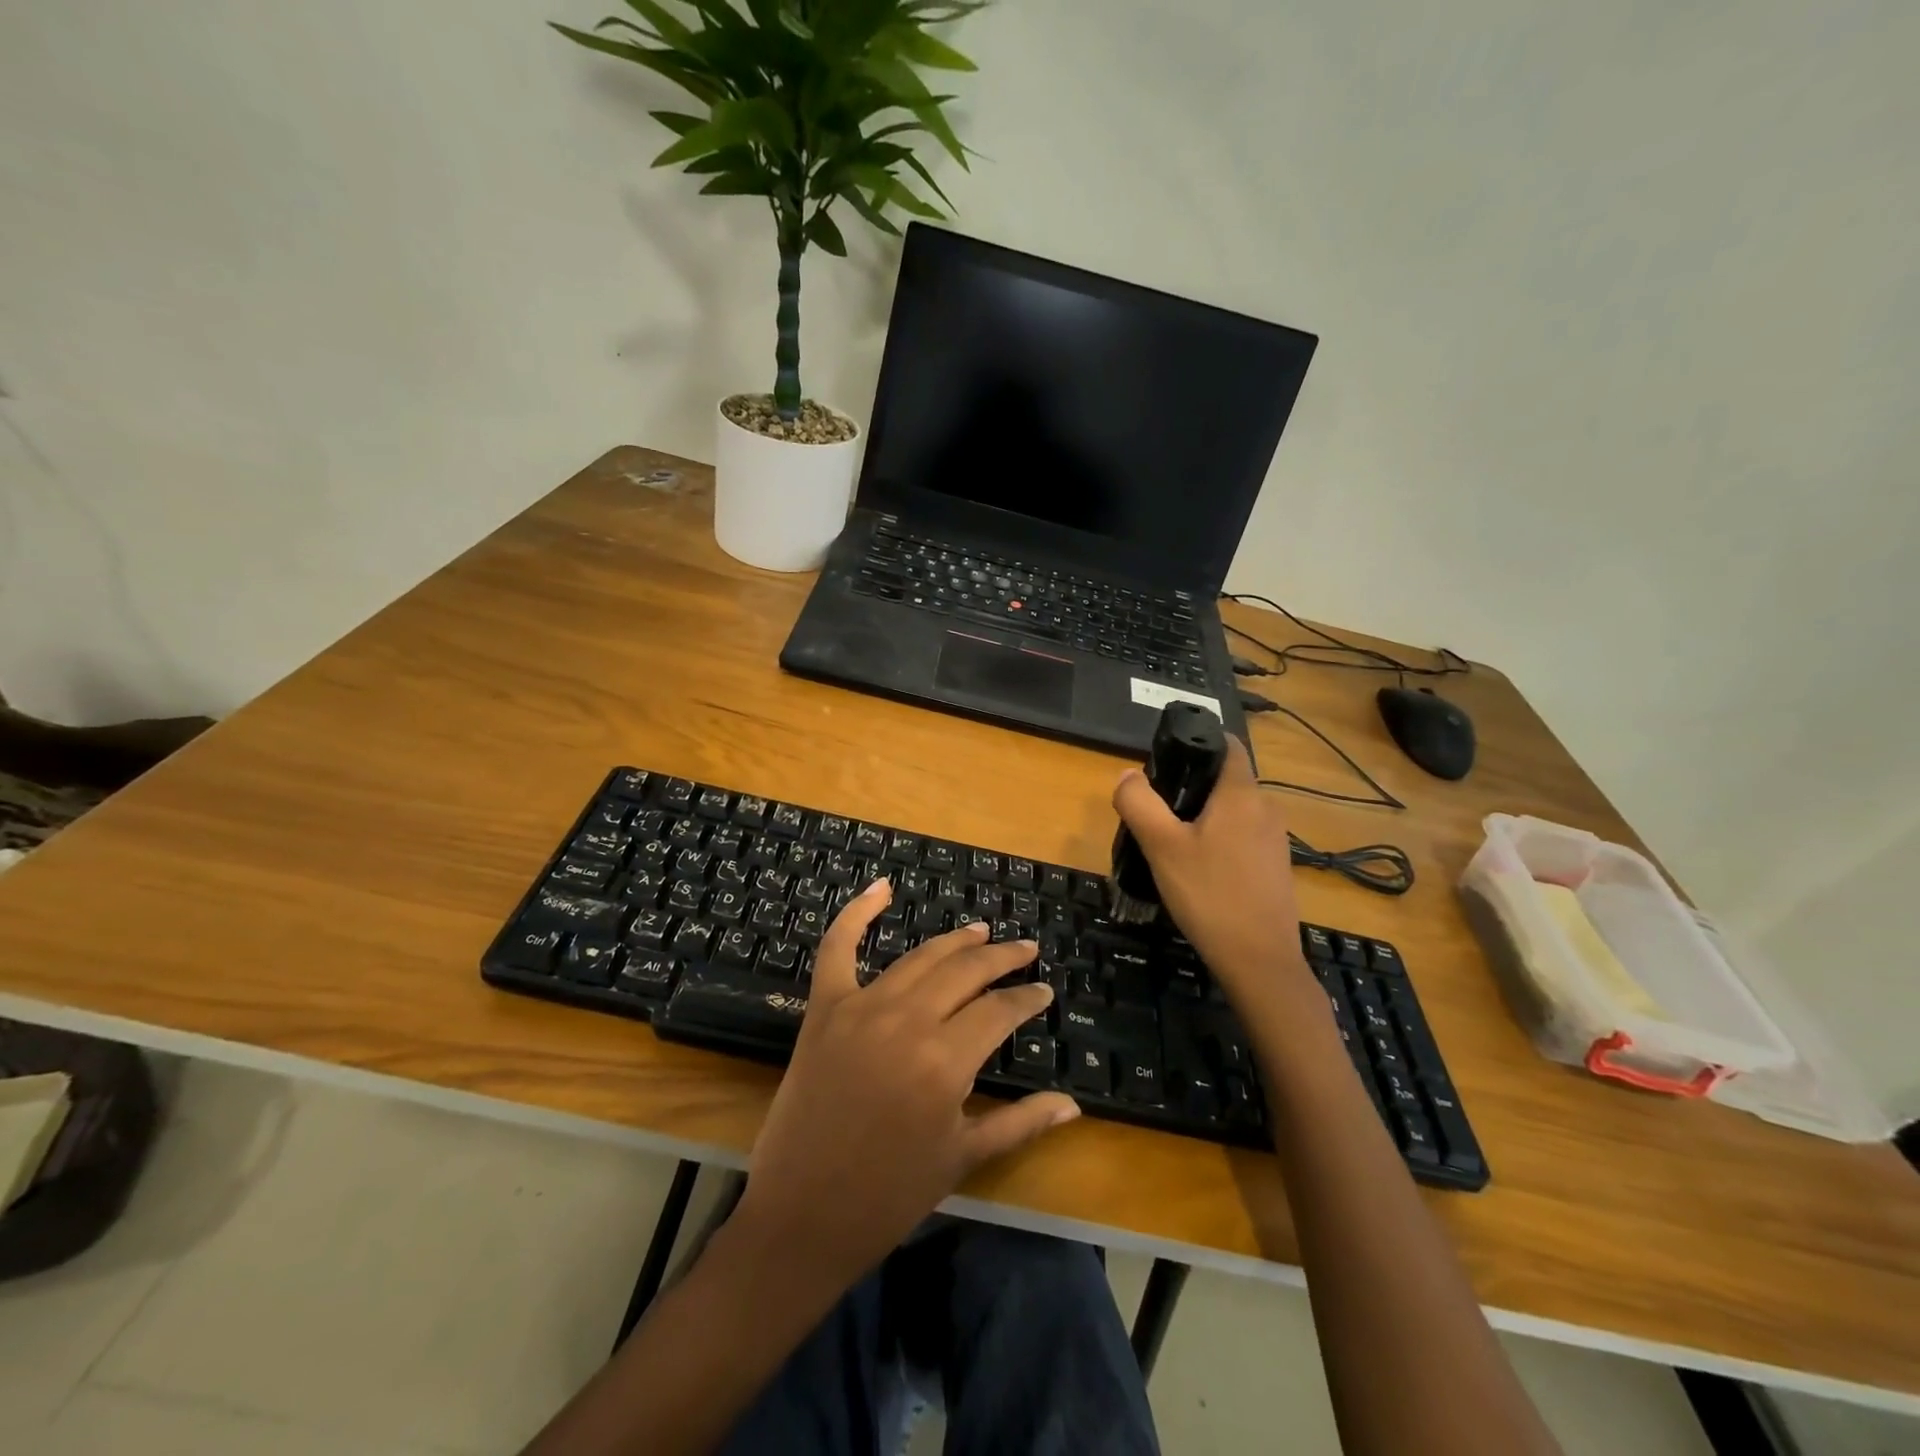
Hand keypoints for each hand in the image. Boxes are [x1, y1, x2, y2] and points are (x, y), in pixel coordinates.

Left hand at [733, 882, 1079, 1288]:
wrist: (802, 1216)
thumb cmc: (889, 1196)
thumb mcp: (962, 1159)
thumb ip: (1021, 1122)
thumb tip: (1073, 1104)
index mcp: (946, 1061)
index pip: (1000, 1011)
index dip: (1027, 997)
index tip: (1044, 990)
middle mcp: (907, 1020)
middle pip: (966, 972)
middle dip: (1002, 957)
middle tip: (1024, 949)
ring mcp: (861, 1007)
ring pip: (920, 958)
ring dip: (955, 940)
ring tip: (981, 931)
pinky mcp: (824, 1009)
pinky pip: (838, 948)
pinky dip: (857, 913)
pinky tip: (881, 888)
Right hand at [1112, 736, 1308, 1011]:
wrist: (1259, 961)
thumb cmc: (1209, 895)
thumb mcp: (1161, 846)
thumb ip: (1139, 803)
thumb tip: (1127, 775)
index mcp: (1242, 794)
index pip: (1227, 744)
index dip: (1198, 741)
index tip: (1167, 759)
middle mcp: (1266, 808)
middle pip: (1226, 779)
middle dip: (1192, 786)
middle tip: (1157, 811)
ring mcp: (1276, 840)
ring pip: (1234, 811)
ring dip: (1204, 816)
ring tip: (1171, 843)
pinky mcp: (1276, 867)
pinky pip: (1242, 837)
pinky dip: (1219, 840)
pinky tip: (1198, 870)